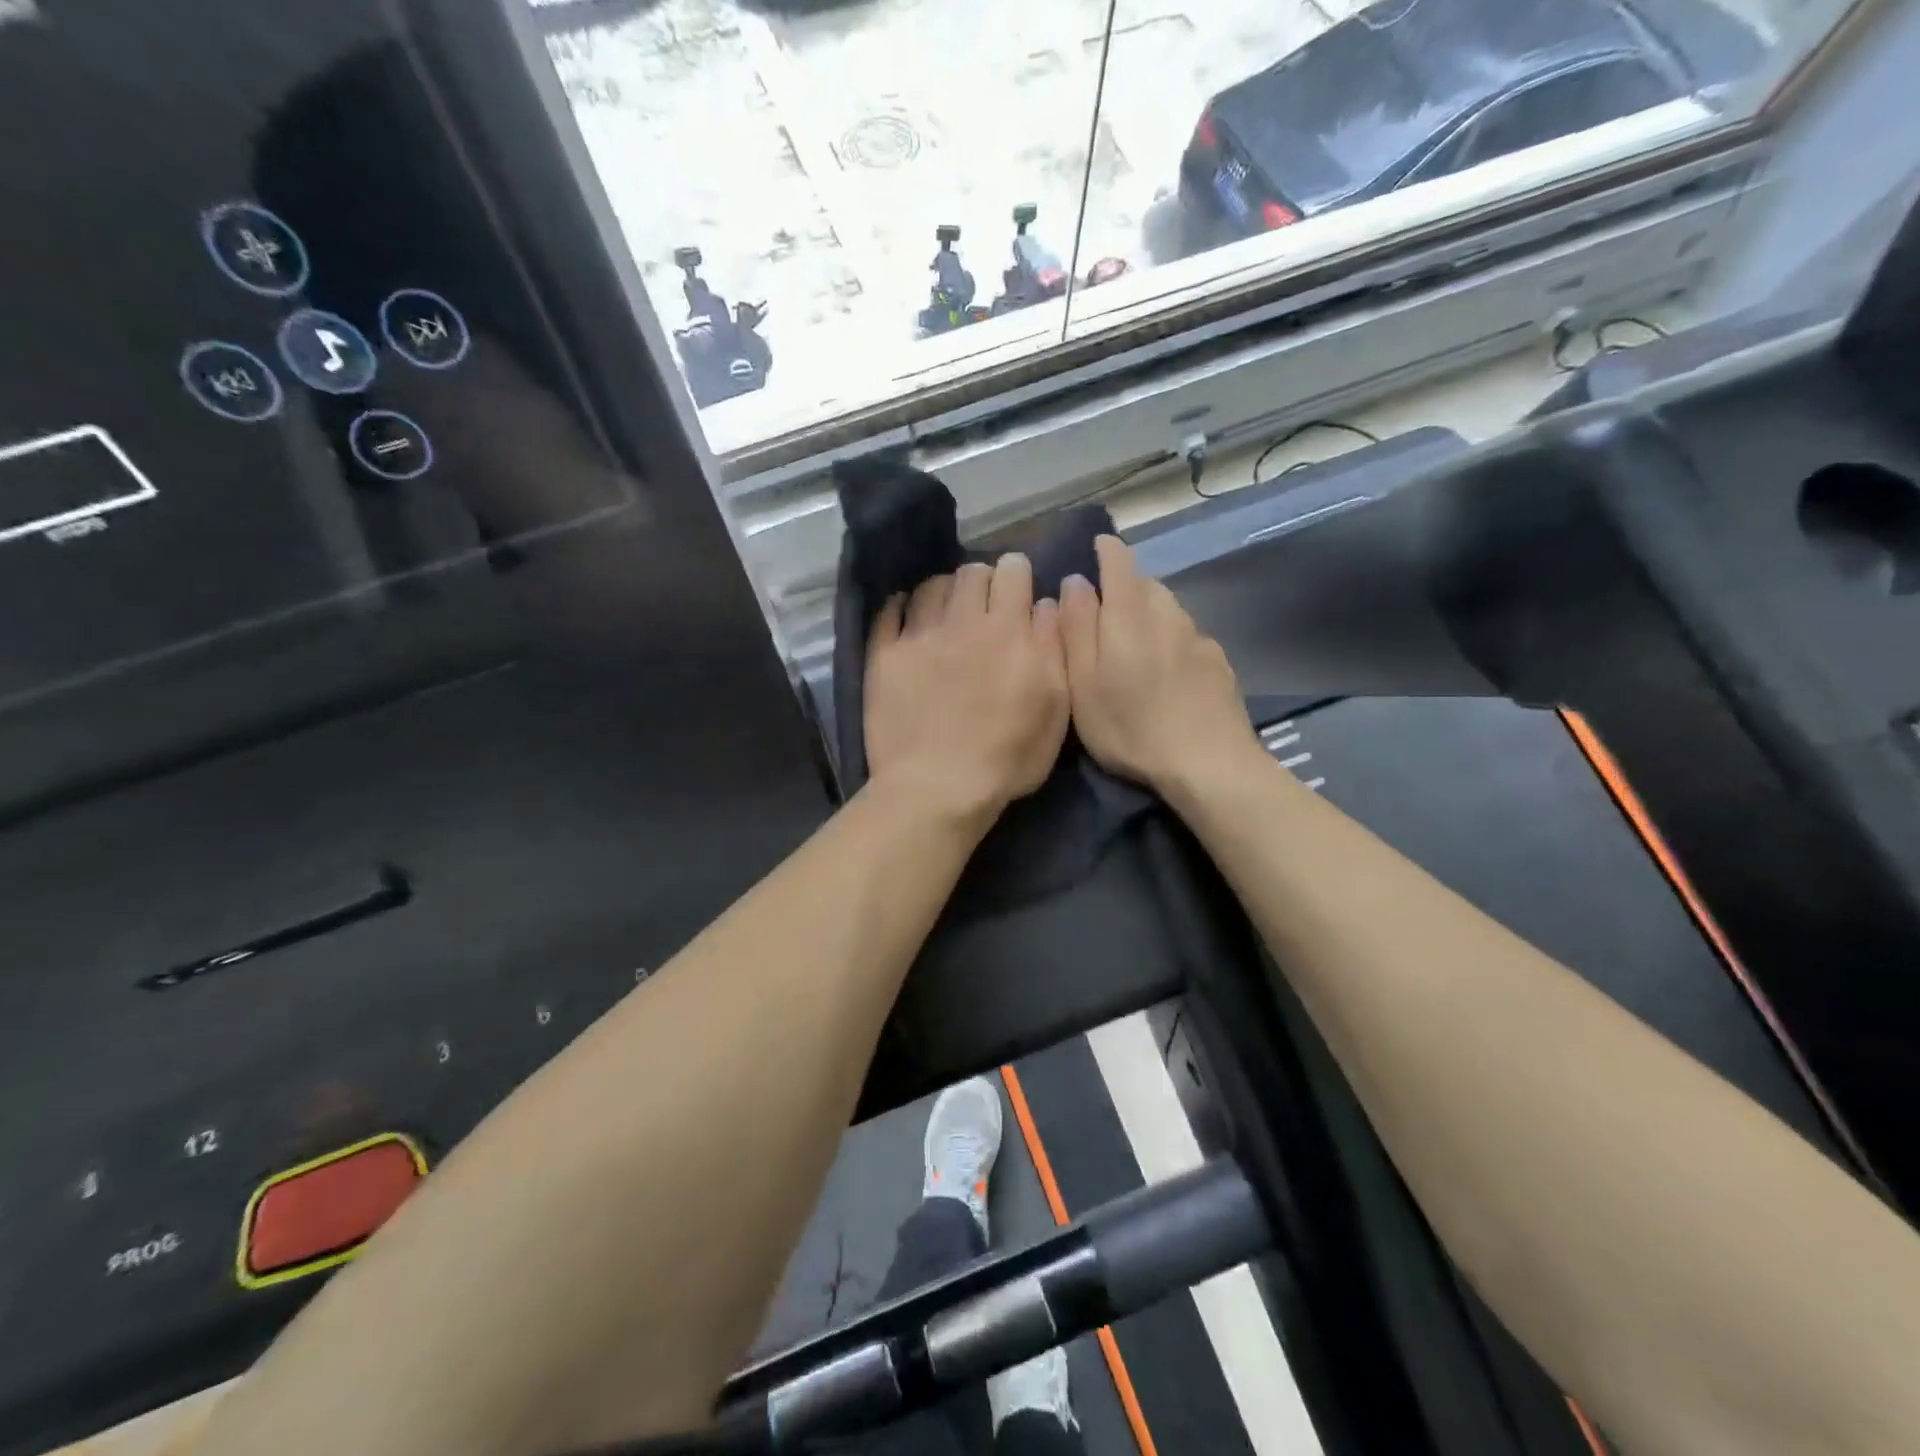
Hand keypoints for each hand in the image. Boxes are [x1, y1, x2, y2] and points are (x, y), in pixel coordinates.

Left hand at [865, 554, 1069, 821]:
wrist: (937, 787)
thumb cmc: (1007, 757)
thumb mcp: (1055, 708)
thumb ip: (1053, 648)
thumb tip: (1044, 604)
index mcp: (1008, 631)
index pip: (1013, 571)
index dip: (1017, 575)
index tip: (1016, 592)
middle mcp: (962, 622)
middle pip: (971, 572)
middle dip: (982, 580)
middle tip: (982, 606)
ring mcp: (919, 636)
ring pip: (931, 586)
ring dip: (944, 592)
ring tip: (946, 613)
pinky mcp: (885, 656)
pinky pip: (889, 612)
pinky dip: (901, 608)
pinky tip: (907, 618)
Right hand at [1060, 536, 1260, 796]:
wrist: (1208, 763)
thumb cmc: (1130, 728)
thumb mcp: (1083, 685)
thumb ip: (1076, 630)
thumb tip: (1074, 582)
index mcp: (1130, 616)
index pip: (1119, 561)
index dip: (1105, 550)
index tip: (1094, 548)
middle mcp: (1168, 614)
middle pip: (1145, 584)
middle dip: (1124, 587)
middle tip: (1103, 615)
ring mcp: (1198, 637)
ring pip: (1168, 610)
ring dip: (1149, 614)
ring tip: (1133, 647)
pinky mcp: (1218, 662)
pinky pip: (1187, 636)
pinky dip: (1171, 640)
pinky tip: (1167, 674)